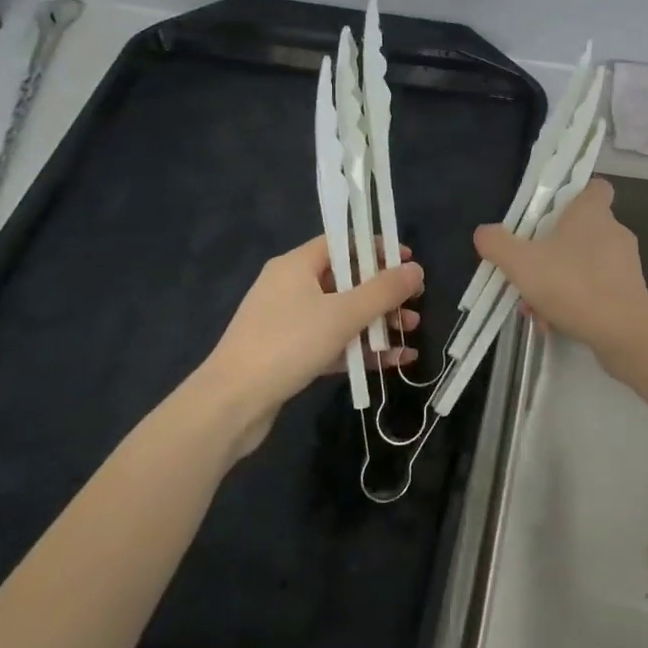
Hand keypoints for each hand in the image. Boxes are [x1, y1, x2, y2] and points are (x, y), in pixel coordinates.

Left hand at [182, 237, 423, 459]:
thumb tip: (416, 270)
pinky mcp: (290, 354)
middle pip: (347, 280)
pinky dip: (361, 348)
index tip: (409, 262)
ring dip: (378, 322)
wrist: (231, 404)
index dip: (377, 248)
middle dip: (384, 293)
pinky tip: (393, 361)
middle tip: (415, 303)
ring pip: (342, 314)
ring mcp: (288, 322)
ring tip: (411, 332)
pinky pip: (333, 342)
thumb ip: (383, 291)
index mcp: (296, 266)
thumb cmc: (288, 344)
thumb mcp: (343, 314)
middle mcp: (290, 287)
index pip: (343, 243)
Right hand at [474, 179, 647, 354]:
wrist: (622, 330)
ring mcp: (625, 264)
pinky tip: (554, 324)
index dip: (575, 194)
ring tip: (535, 307)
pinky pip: (596, 290)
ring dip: (559, 282)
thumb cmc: (571, 283)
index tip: (552, 212)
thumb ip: (498, 244)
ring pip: (585, 265)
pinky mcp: (631, 293)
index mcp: (592, 212)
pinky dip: (575, 303)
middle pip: (581, 230)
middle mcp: (613, 231)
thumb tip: (483, 232)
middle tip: (528, 271)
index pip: (595, 187)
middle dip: (552, 251)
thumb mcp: (521, 262)